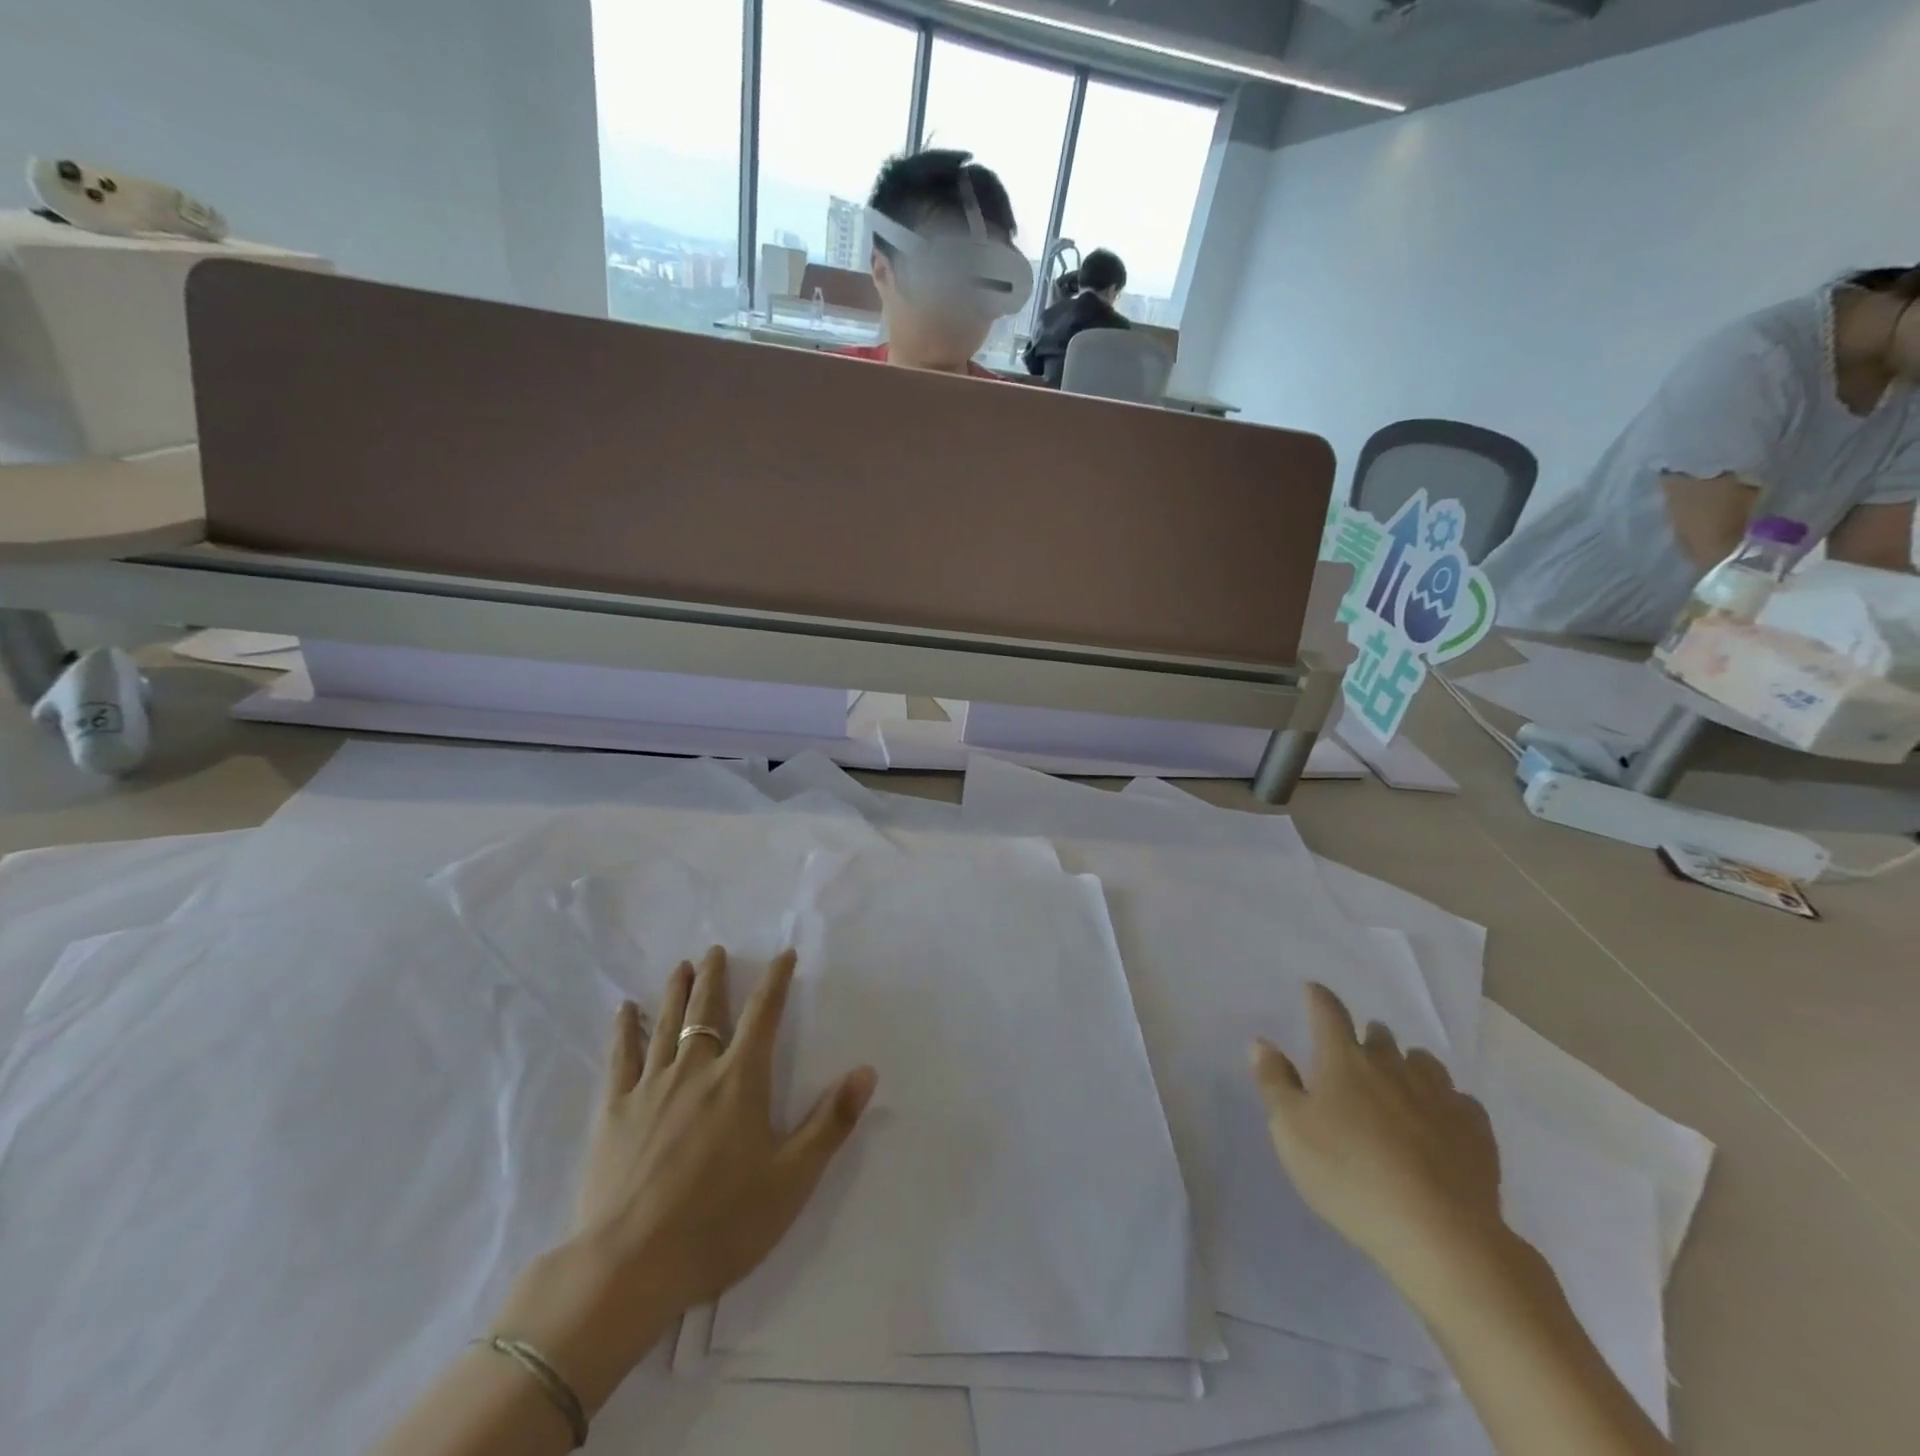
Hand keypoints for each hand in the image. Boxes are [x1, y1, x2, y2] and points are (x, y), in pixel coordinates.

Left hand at [574, 945, 877, 1316]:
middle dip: (715, 977)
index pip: (764, 1014)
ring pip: (665, 1024)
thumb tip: (866, 1070)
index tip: (784, 955)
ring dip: (676, 991)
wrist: (629, 1268)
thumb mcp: (792, 1179)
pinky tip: (626, 1011)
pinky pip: (621, 1058)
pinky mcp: (613, 1112)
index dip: (776, 980)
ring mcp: (649, 1088)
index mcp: (740, 1080)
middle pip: (707, 1010)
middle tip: (715, 950)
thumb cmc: (721, 1223)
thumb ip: (830, 1121)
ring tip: (681, 966)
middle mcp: (695, 1070)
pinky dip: (625, 1030)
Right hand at [1250, 983, 1503, 1288]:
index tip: (1312, 990)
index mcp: (1343, 1059)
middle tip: (1354, 1055)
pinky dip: (1445, 1103)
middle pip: (1379, 1034)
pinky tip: (1441, 1122)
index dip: (1318, 998)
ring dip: (1408, 1065)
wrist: (1440, 1234)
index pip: (1328, 1012)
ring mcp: (1439, 1095)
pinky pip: (1459, 1100)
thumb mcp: (1290, 1131)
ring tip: (1399, 1084)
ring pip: (1422, 1061)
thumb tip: (1262, 1042)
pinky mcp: (1475, 1130)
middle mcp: (1392, 1065)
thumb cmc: (1348, 1175)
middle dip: (1366, 1037)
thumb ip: (1274, 1082)